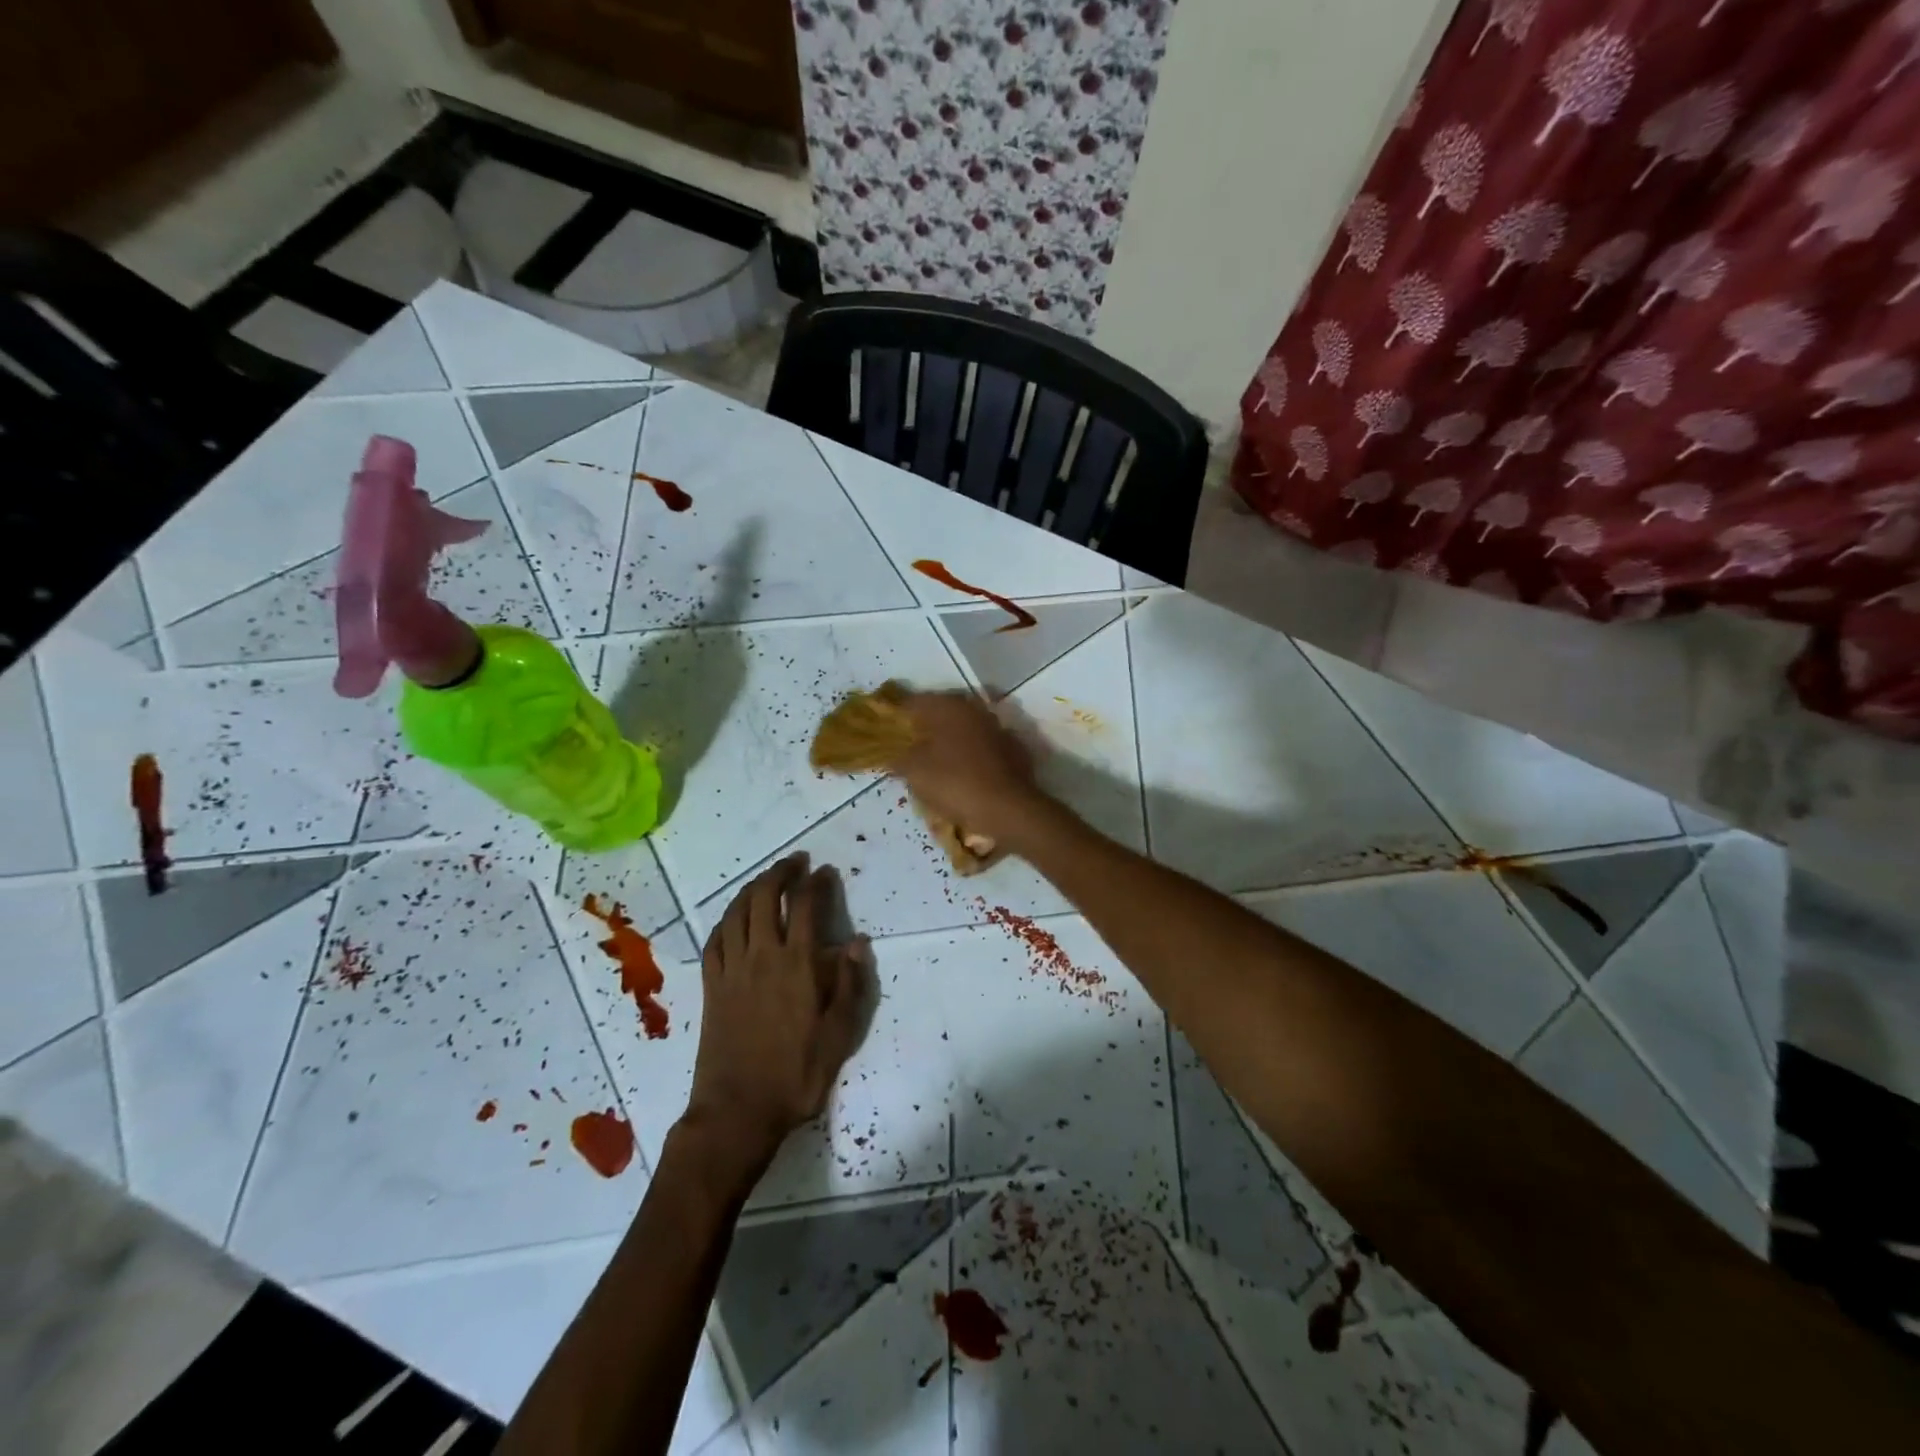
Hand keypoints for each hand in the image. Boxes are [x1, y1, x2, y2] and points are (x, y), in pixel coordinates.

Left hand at [684, 854, 867, 1182]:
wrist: (737, 1111)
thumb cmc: (796, 1075)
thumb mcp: (839, 1035)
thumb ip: (850, 985)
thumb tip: (857, 943)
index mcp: (796, 965)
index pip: (804, 906)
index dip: (815, 882)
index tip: (825, 871)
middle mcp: (761, 956)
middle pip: (764, 897)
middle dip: (780, 872)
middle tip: (796, 862)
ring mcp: (731, 970)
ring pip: (736, 912)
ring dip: (752, 887)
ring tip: (766, 879)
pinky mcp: (711, 986)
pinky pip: (715, 939)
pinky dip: (725, 919)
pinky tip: (733, 917)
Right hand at [896, 692, 1050, 851]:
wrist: (1010, 810)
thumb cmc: (956, 784)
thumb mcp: (916, 772)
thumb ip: (897, 757)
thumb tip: (888, 751)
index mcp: (948, 706)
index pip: (911, 703)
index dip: (893, 717)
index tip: (881, 732)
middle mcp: (973, 709)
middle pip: (938, 713)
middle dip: (920, 728)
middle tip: (904, 749)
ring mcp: (996, 727)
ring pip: (961, 729)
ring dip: (945, 740)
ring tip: (930, 762)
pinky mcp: (1011, 748)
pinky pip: (979, 745)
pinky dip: (967, 754)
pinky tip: (959, 772)